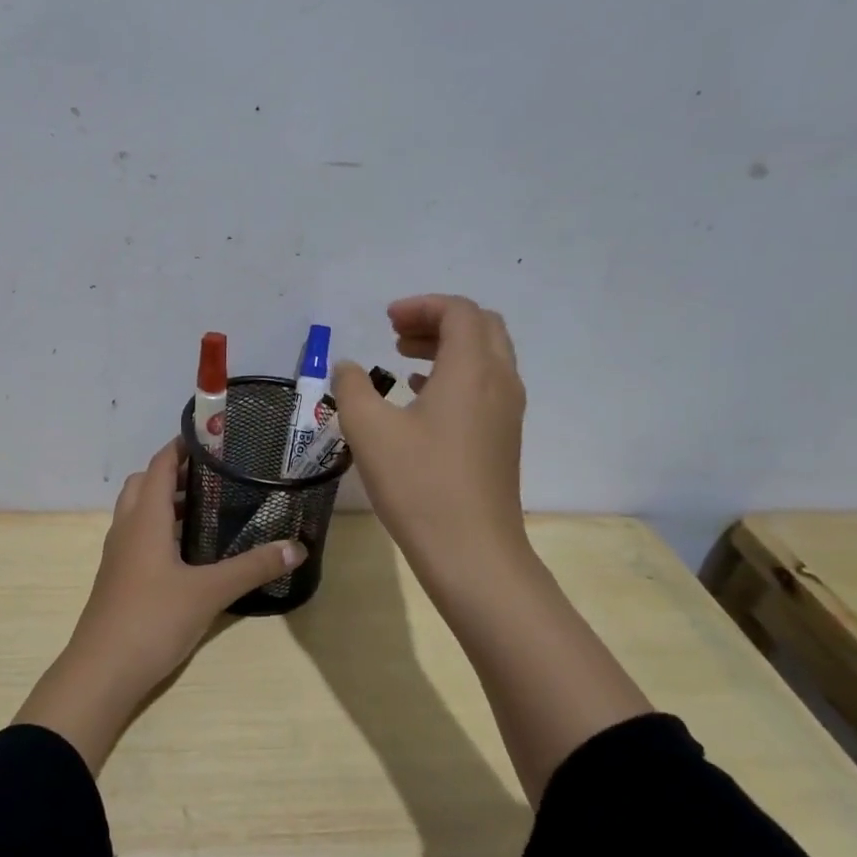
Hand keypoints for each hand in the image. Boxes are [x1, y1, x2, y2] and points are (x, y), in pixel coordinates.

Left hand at [14, 439, 306, 771]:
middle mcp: (127, 527)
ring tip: (208, 509)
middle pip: (145, 483)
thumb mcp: (209, 592)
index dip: (183, 446)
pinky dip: (160, 528)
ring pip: (139, 510)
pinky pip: (138, 535)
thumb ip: (252, 568)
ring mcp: (118, 553)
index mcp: (145, 518)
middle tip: (214, 476)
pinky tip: (189, 551)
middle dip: (174, 473)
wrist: (102, 670)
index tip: (215, 438)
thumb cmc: (152, 619)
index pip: (160, 464)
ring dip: (166, 501)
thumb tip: (297, 547)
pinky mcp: (119, 576)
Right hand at [332, 295, 529, 581]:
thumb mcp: (369, 430)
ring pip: (485, 357)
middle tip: (396, 333)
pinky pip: (485, 386)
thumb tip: (349, 367)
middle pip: (480, 327)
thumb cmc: (419, 483)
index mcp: (472, 369)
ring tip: (402, 360)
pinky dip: (455, 375)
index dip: (421, 306)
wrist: (471, 551)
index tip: (385, 320)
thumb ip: (352, 387)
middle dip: (437, 321)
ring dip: (447, 348)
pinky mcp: (503, 438)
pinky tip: (420, 397)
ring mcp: (507, 412)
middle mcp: (499, 381)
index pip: (458, 312)